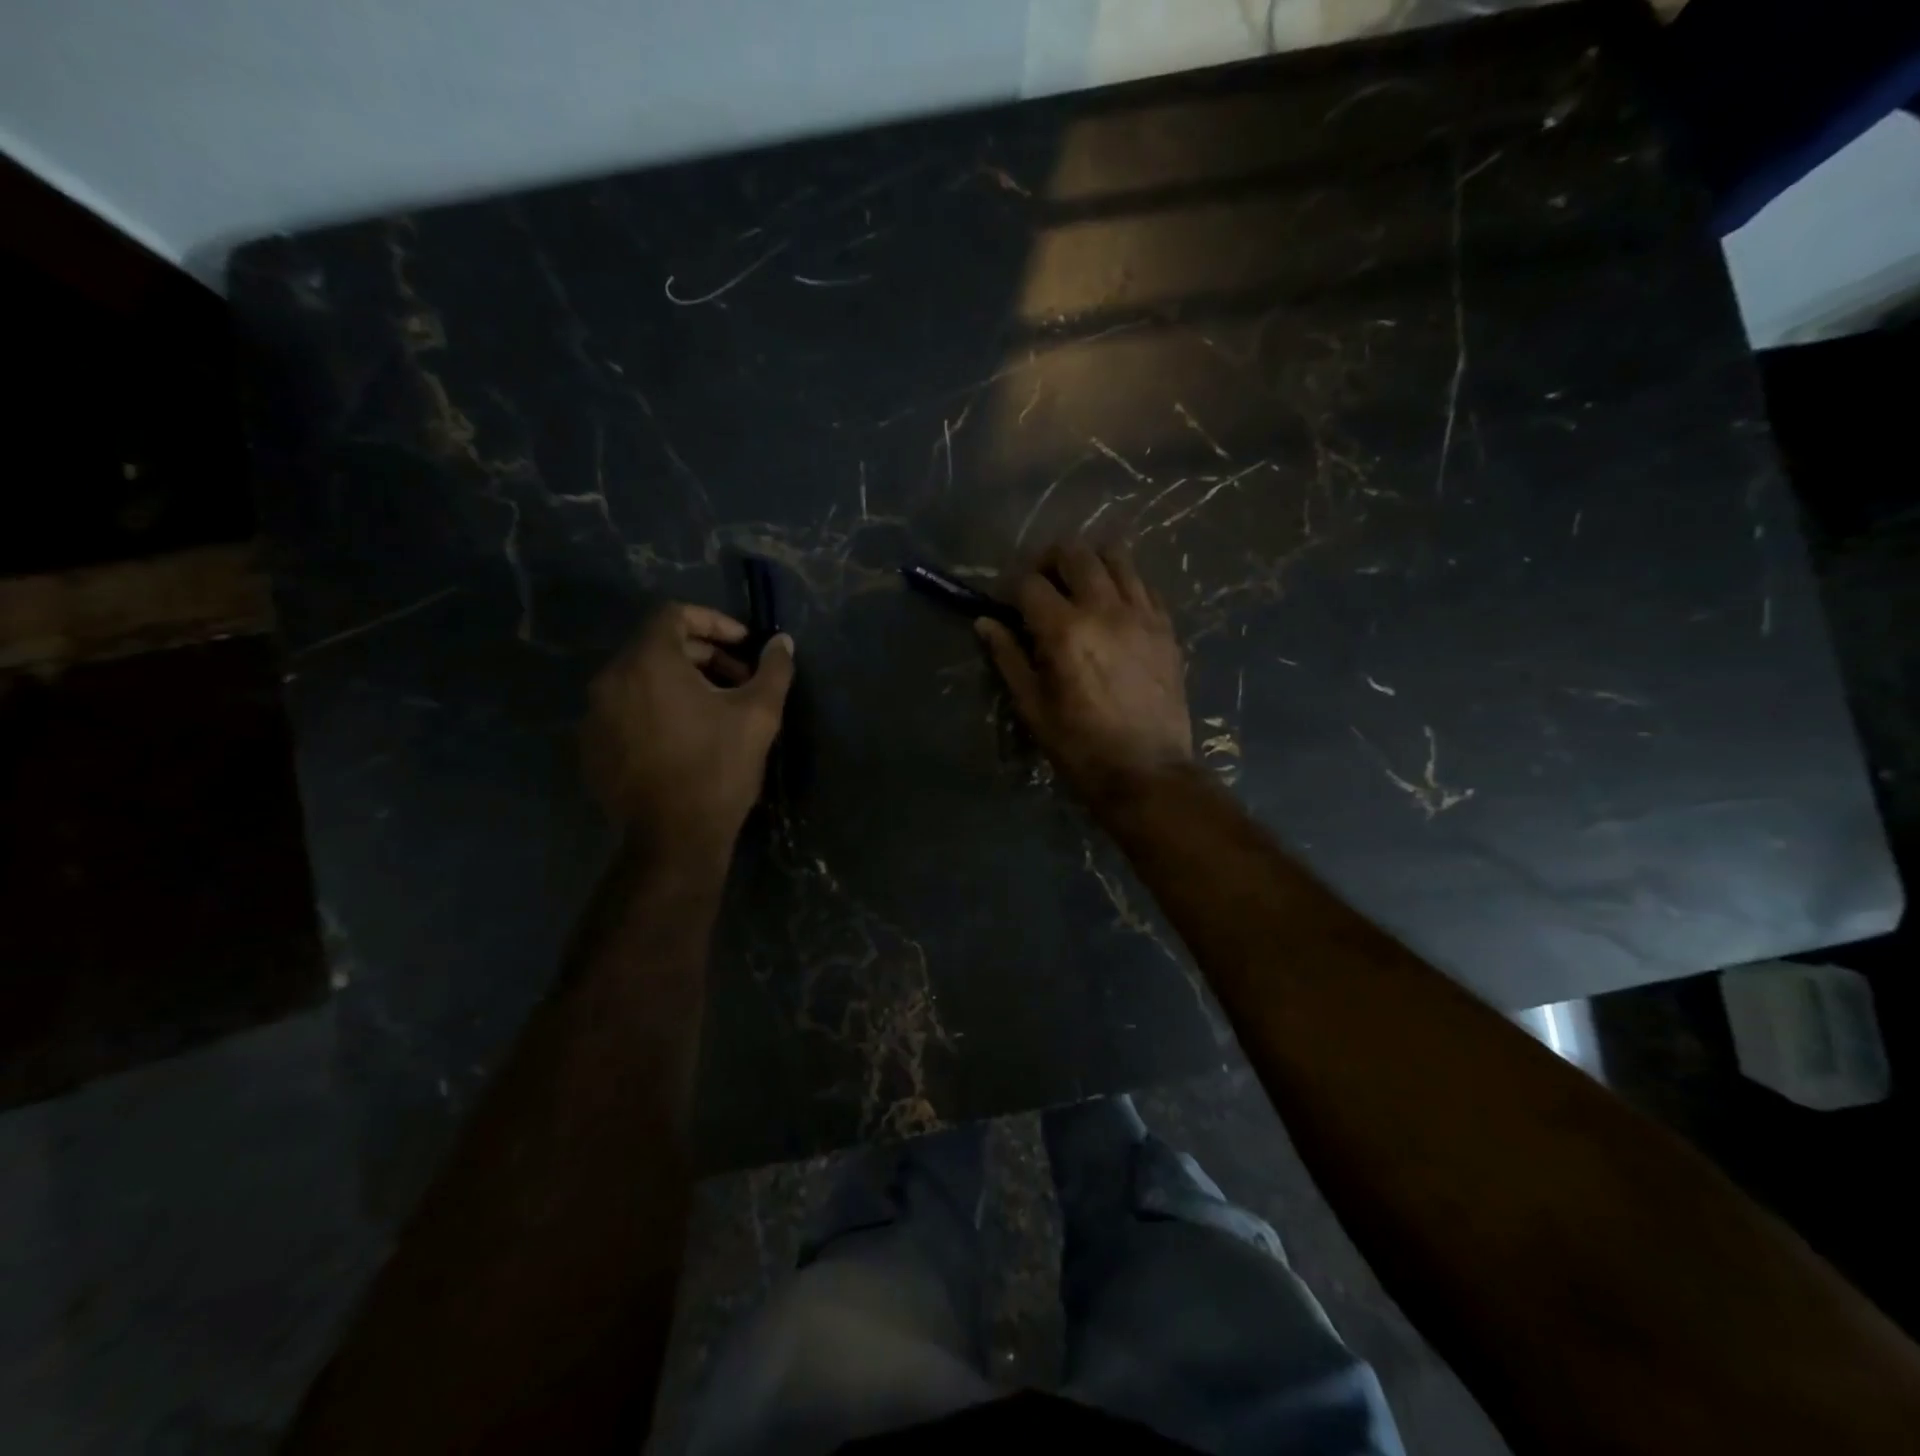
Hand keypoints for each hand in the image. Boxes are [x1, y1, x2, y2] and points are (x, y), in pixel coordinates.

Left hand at [582, 604, 794, 850]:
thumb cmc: (718, 768)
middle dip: (703, 656)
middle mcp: (611, 679)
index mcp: (648, 662)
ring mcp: (595, 715)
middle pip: (657, 647)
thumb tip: (782, 642)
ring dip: (680, 683)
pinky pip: (626, 710)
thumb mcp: (759, 714)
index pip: (674, 614)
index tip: (744, 645)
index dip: (714, 622)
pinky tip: (685, 738)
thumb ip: (773, 669)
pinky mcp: (592, 747)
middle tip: (739, 681)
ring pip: (641, 680)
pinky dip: (656, 709)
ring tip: (716, 711)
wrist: (673, 839)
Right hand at [976, 542, 1191, 802]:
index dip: (1009, 588)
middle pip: (1074, 553)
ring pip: (1116, 556)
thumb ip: (1008, 658)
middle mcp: (1105, 610)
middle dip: (1049, 561)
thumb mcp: (1033, 707)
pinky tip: (1113, 609)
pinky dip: (1122, 584)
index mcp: (1065, 631)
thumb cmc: (1080, 747)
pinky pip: (1143, 584)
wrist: (1148, 773)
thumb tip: (985, 622)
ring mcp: (1142, 615)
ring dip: (1090, 563)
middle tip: (1040, 586)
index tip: (1004, 604)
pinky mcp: (1166, 628)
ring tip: (1078, 588)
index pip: (1029, 583)